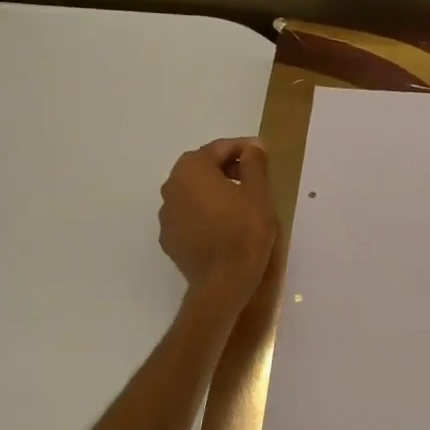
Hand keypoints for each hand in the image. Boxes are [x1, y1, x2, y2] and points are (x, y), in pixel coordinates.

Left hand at [159, 138, 276, 307]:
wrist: (222, 283)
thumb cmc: (244, 232)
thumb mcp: (258, 193)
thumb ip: (254, 163)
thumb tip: (254, 146)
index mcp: (191, 169)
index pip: (219, 148)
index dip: (244, 148)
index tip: (263, 153)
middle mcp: (171, 186)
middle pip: (203, 167)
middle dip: (228, 167)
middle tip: (254, 176)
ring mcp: (166, 214)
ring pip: (194, 191)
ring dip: (215, 190)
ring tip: (241, 202)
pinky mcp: (169, 238)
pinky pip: (189, 214)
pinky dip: (205, 212)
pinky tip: (224, 224)